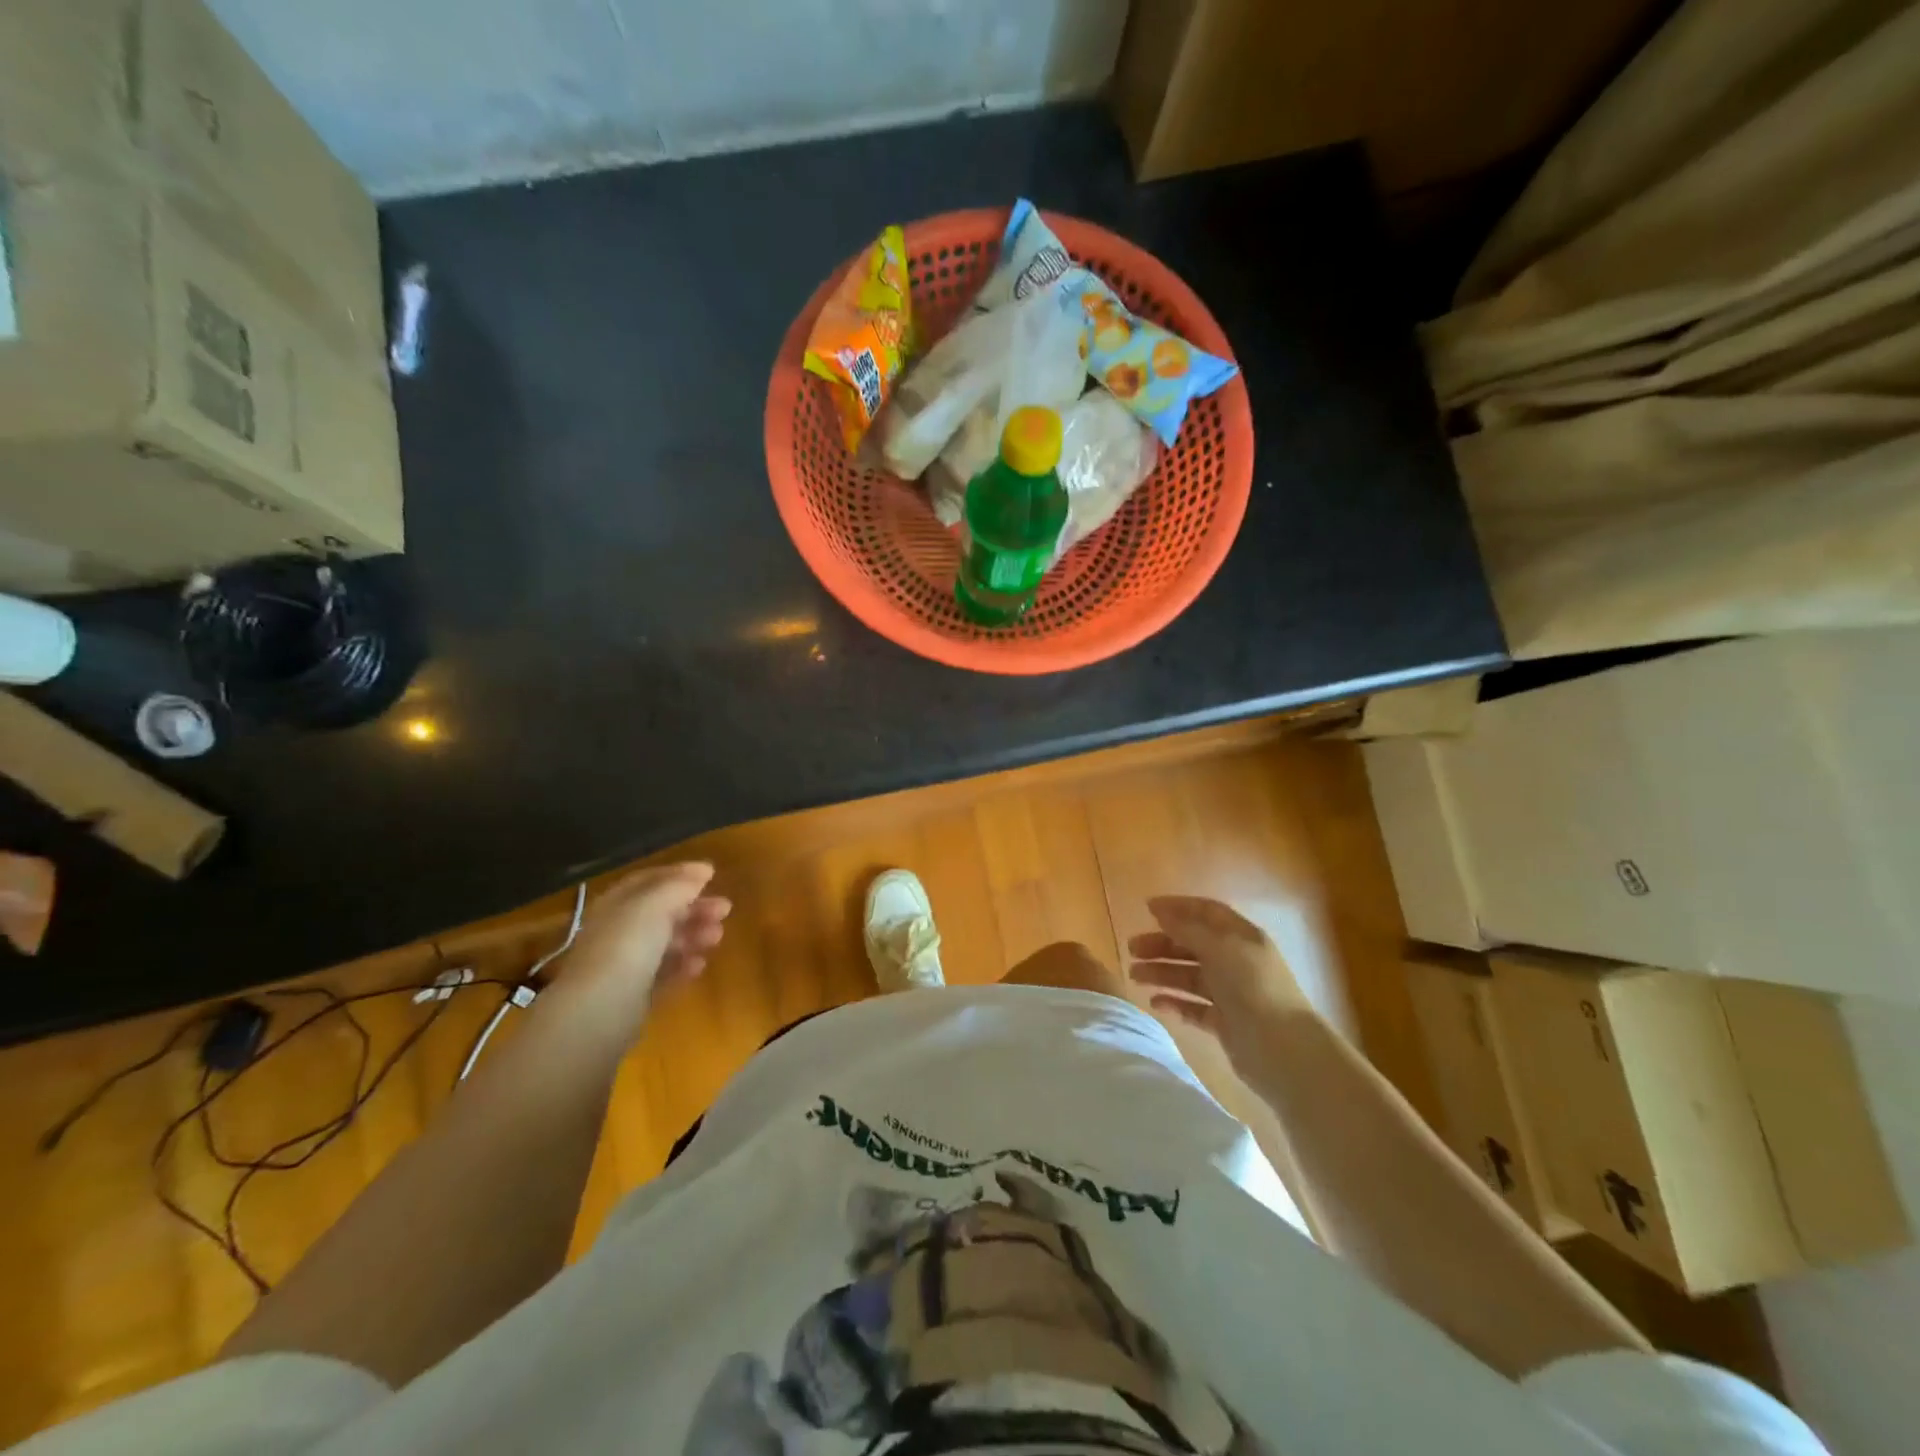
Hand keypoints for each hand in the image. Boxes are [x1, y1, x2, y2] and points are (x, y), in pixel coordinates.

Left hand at [553, 863, 730, 1022]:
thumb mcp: (655, 905)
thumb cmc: (626, 946)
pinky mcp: (632, 996)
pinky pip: (662, 974)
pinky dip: (682, 966)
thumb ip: (679, 886)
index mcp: (616, 904)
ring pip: (664, 943)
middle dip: (693, 908)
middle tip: (725, 909)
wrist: (599, 1011)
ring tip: (717, 937)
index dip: (679, 874)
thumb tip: (702, 871)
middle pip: (660, 913)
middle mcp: (617, 931)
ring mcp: (623, 965)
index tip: (711, 874)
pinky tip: (700, 965)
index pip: (648, 881)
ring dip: (693, 936)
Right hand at [1127, 896, 1312, 1076]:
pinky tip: (1155, 1003)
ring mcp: (1231, 993)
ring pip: (1189, 976)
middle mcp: (1236, 961)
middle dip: (1161, 944)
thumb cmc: (1252, 987)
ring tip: (1134, 977)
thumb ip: (1187, 929)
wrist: (1283, 1050)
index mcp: (1241, 937)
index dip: (1178, 908)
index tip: (1146, 909)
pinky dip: (1174, 1002)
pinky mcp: (1225, 1023)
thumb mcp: (1219, 948)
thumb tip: (1160, 910)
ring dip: (1162, 972)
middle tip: (1131, 950)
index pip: (1206, 913)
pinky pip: (1193, 1007)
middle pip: (1193, 945)